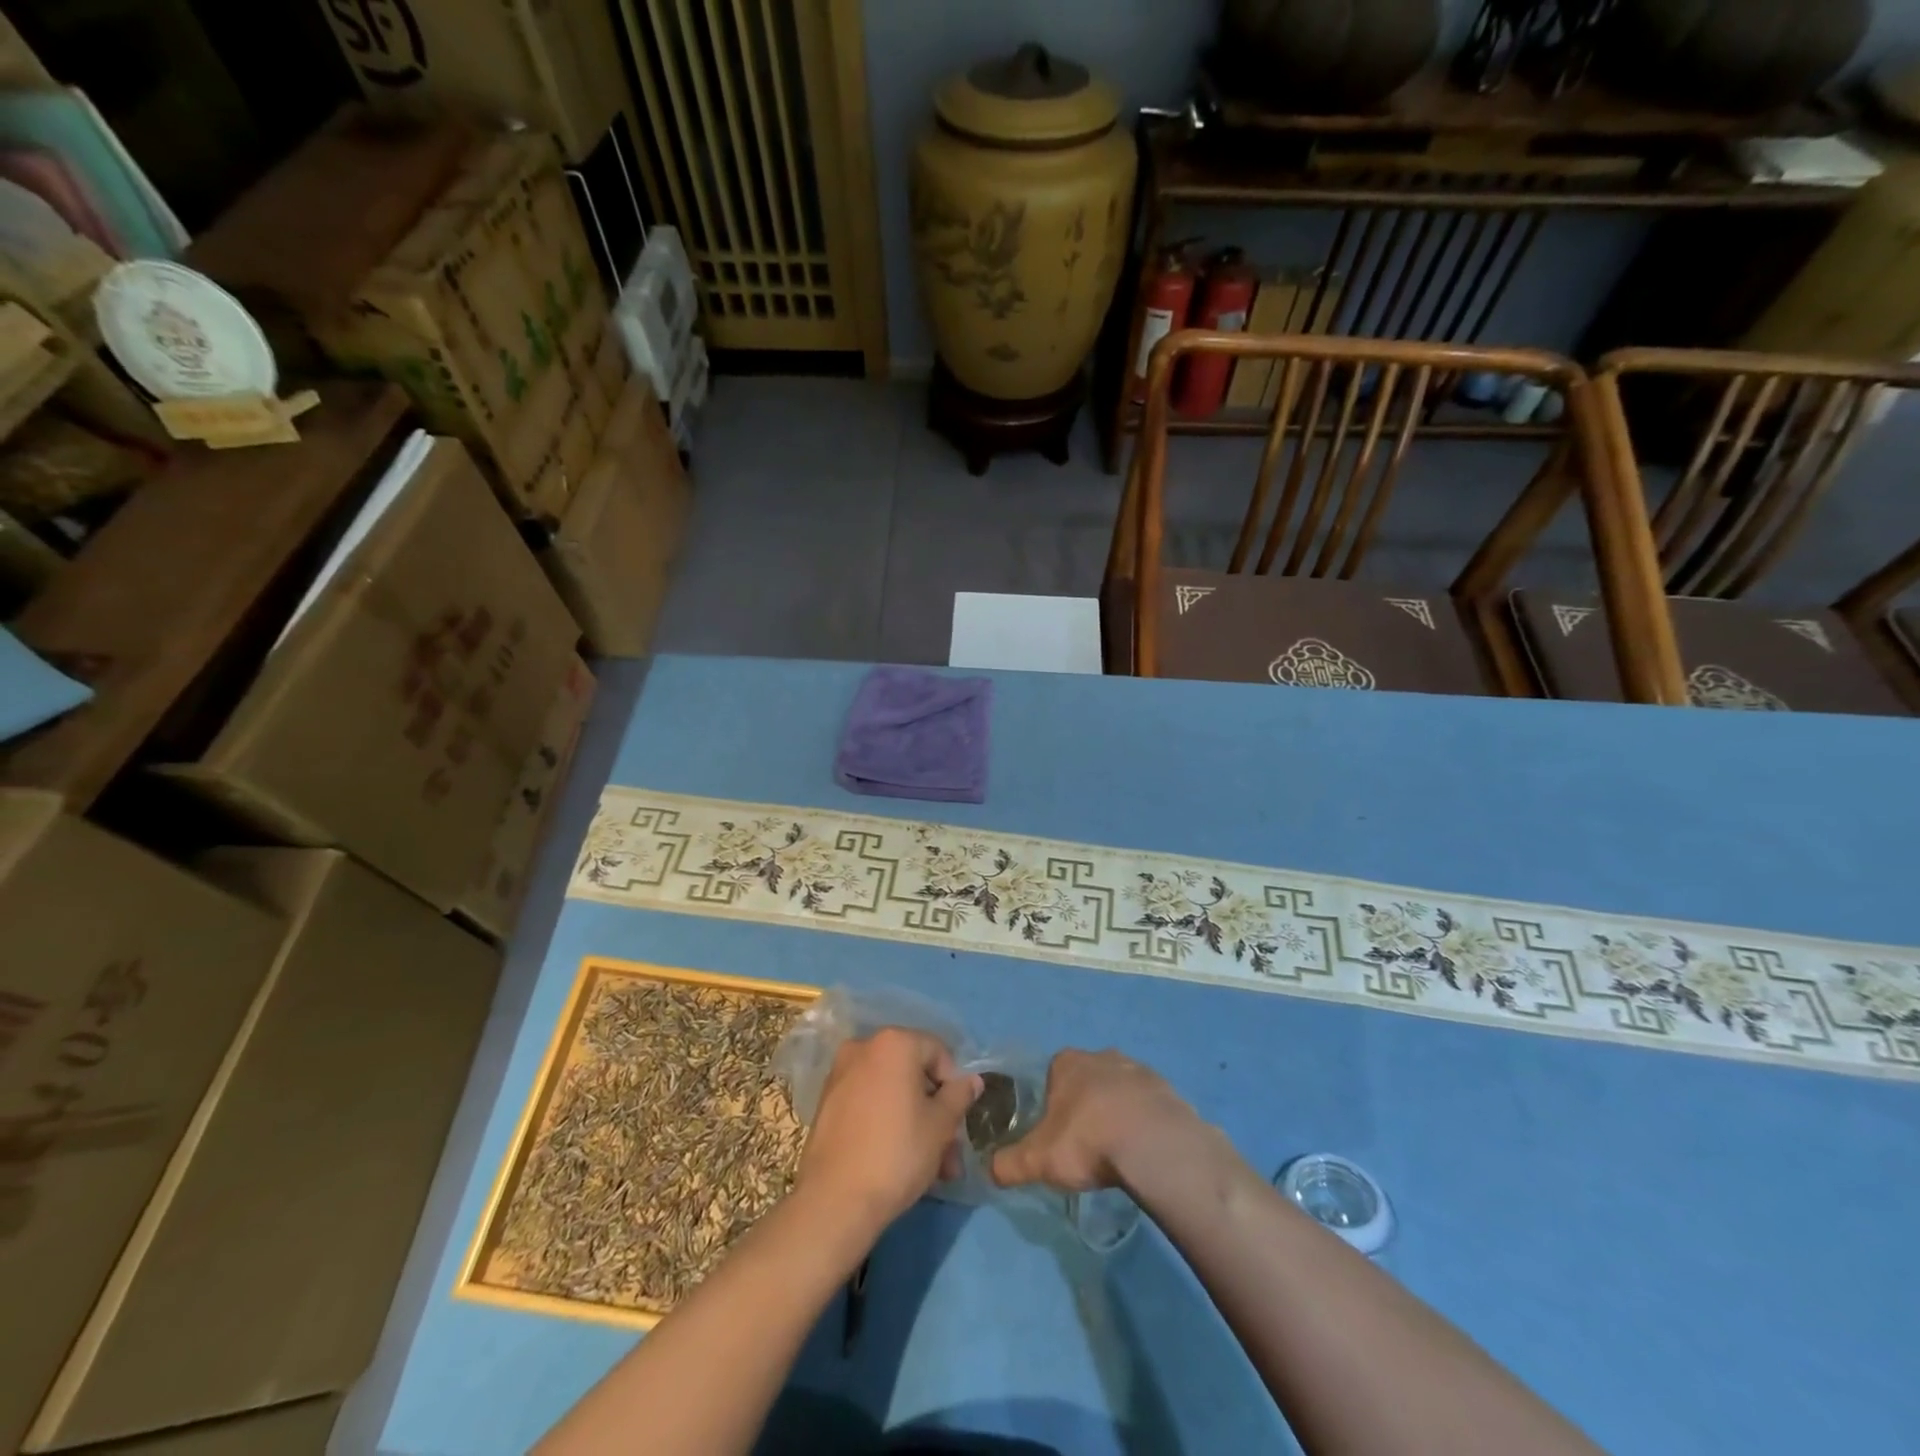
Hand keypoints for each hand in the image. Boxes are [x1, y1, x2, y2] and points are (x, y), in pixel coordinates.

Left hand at [796, 1028, 981, 1238]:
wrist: (835, 1200)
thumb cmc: (898, 1152)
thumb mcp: (941, 1125)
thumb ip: (959, 1095)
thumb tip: (972, 1080)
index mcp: (894, 1042)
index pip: (938, 1052)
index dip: (954, 1085)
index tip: (958, 1121)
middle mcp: (864, 1047)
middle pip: (913, 1074)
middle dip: (936, 1111)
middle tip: (949, 1152)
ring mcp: (841, 1074)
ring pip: (892, 1092)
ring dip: (915, 1123)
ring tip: (932, 1169)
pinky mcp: (827, 1103)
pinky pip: (869, 1103)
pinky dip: (887, 1122)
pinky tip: (899, 1160)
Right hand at [990, 1048, 1203, 1193]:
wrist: (1153, 1144)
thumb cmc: (1088, 1140)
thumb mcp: (1039, 1159)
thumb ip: (1009, 1164)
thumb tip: (988, 1171)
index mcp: (1067, 1063)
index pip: (1053, 1074)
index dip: (1053, 1103)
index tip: (1056, 1132)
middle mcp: (1101, 1056)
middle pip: (1087, 1079)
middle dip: (1086, 1105)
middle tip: (1086, 1144)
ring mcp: (1137, 1069)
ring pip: (1120, 1089)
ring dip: (1117, 1111)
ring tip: (1117, 1151)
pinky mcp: (1167, 1089)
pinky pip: (1149, 1105)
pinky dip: (1145, 1122)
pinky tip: (1144, 1151)